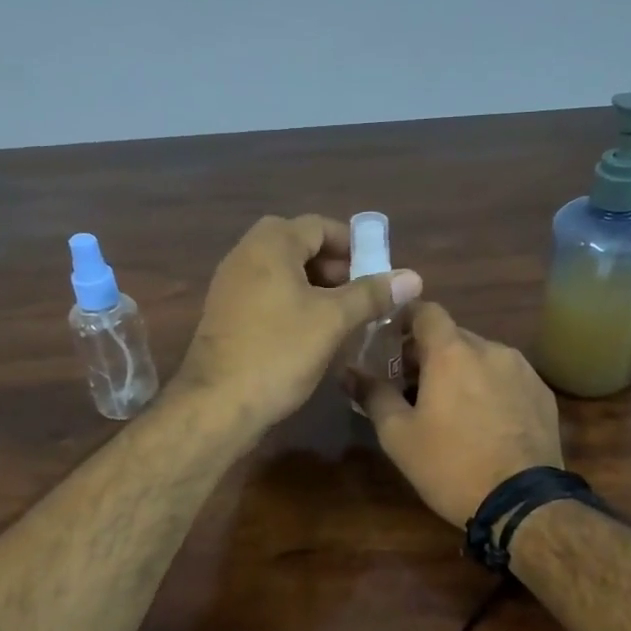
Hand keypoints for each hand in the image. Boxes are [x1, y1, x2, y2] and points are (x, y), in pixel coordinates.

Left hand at [177, 215, 422, 435]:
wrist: (217, 404)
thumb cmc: (279, 352)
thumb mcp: (333, 320)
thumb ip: (372, 294)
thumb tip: (413, 276)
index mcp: (271, 245)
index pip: (319, 226)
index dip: (353, 245)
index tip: (378, 272)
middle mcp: (245, 255)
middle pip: (299, 246)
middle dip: (334, 266)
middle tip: (360, 294)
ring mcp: (230, 286)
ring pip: (282, 272)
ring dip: (315, 287)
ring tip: (343, 316)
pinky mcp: (226, 315)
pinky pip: (267, 295)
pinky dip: (293, 303)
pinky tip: (312, 334)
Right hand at [358, 303, 562, 525]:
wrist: (523, 504)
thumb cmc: (451, 465)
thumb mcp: (399, 436)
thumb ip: (373, 395)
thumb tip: (348, 372)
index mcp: (451, 352)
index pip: (426, 310)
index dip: (405, 319)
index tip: (390, 343)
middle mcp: (490, 349)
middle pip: (453, 336)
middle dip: (430, 353)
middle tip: (412, 386)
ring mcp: (522, 370)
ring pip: (482, 356)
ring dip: (462, 370)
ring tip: (451, 408)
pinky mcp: (542, 393)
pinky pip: (507, 377)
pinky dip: (490, 387)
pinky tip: (485, 422)